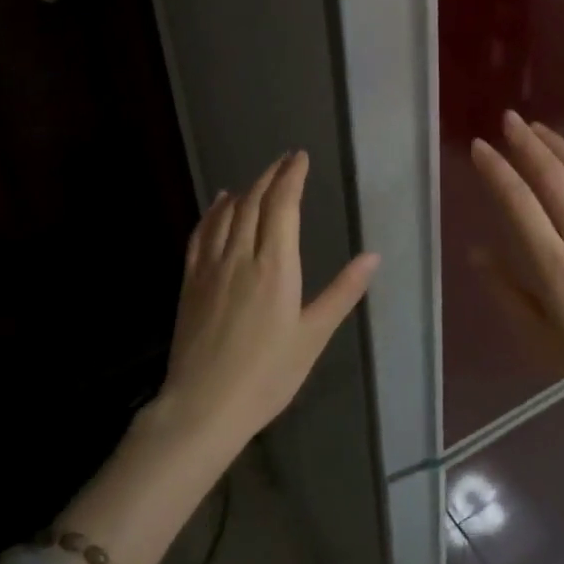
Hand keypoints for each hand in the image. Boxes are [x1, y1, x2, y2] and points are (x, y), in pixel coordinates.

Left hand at [158, 151, 379, 448]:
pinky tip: (220, 204)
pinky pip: (201, 234)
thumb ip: (342, 293)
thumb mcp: (314, 336)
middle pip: (254, 202)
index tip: (300, 158)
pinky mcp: (190, 282)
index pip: (282, 206)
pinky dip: (213, 212)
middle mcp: (241, 256)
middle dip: (271, 176)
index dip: (292, 177)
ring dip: (245, 190)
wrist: (203, 406)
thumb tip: (373, 257)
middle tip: (285, 161)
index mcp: (275, 266)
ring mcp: (211, 267)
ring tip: (259, 178)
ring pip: (227, 214)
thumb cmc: (268, 375)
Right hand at [470, 112, 563, 406]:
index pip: (519, 203)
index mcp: (555, 266)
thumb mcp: (539, 337)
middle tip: (508, 119)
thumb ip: (505, 291)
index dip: (497, 170)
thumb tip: (477, 251)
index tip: (479, 147)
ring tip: (537, 127)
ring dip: (558, 146)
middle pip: (552, 177)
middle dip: (527, 144)